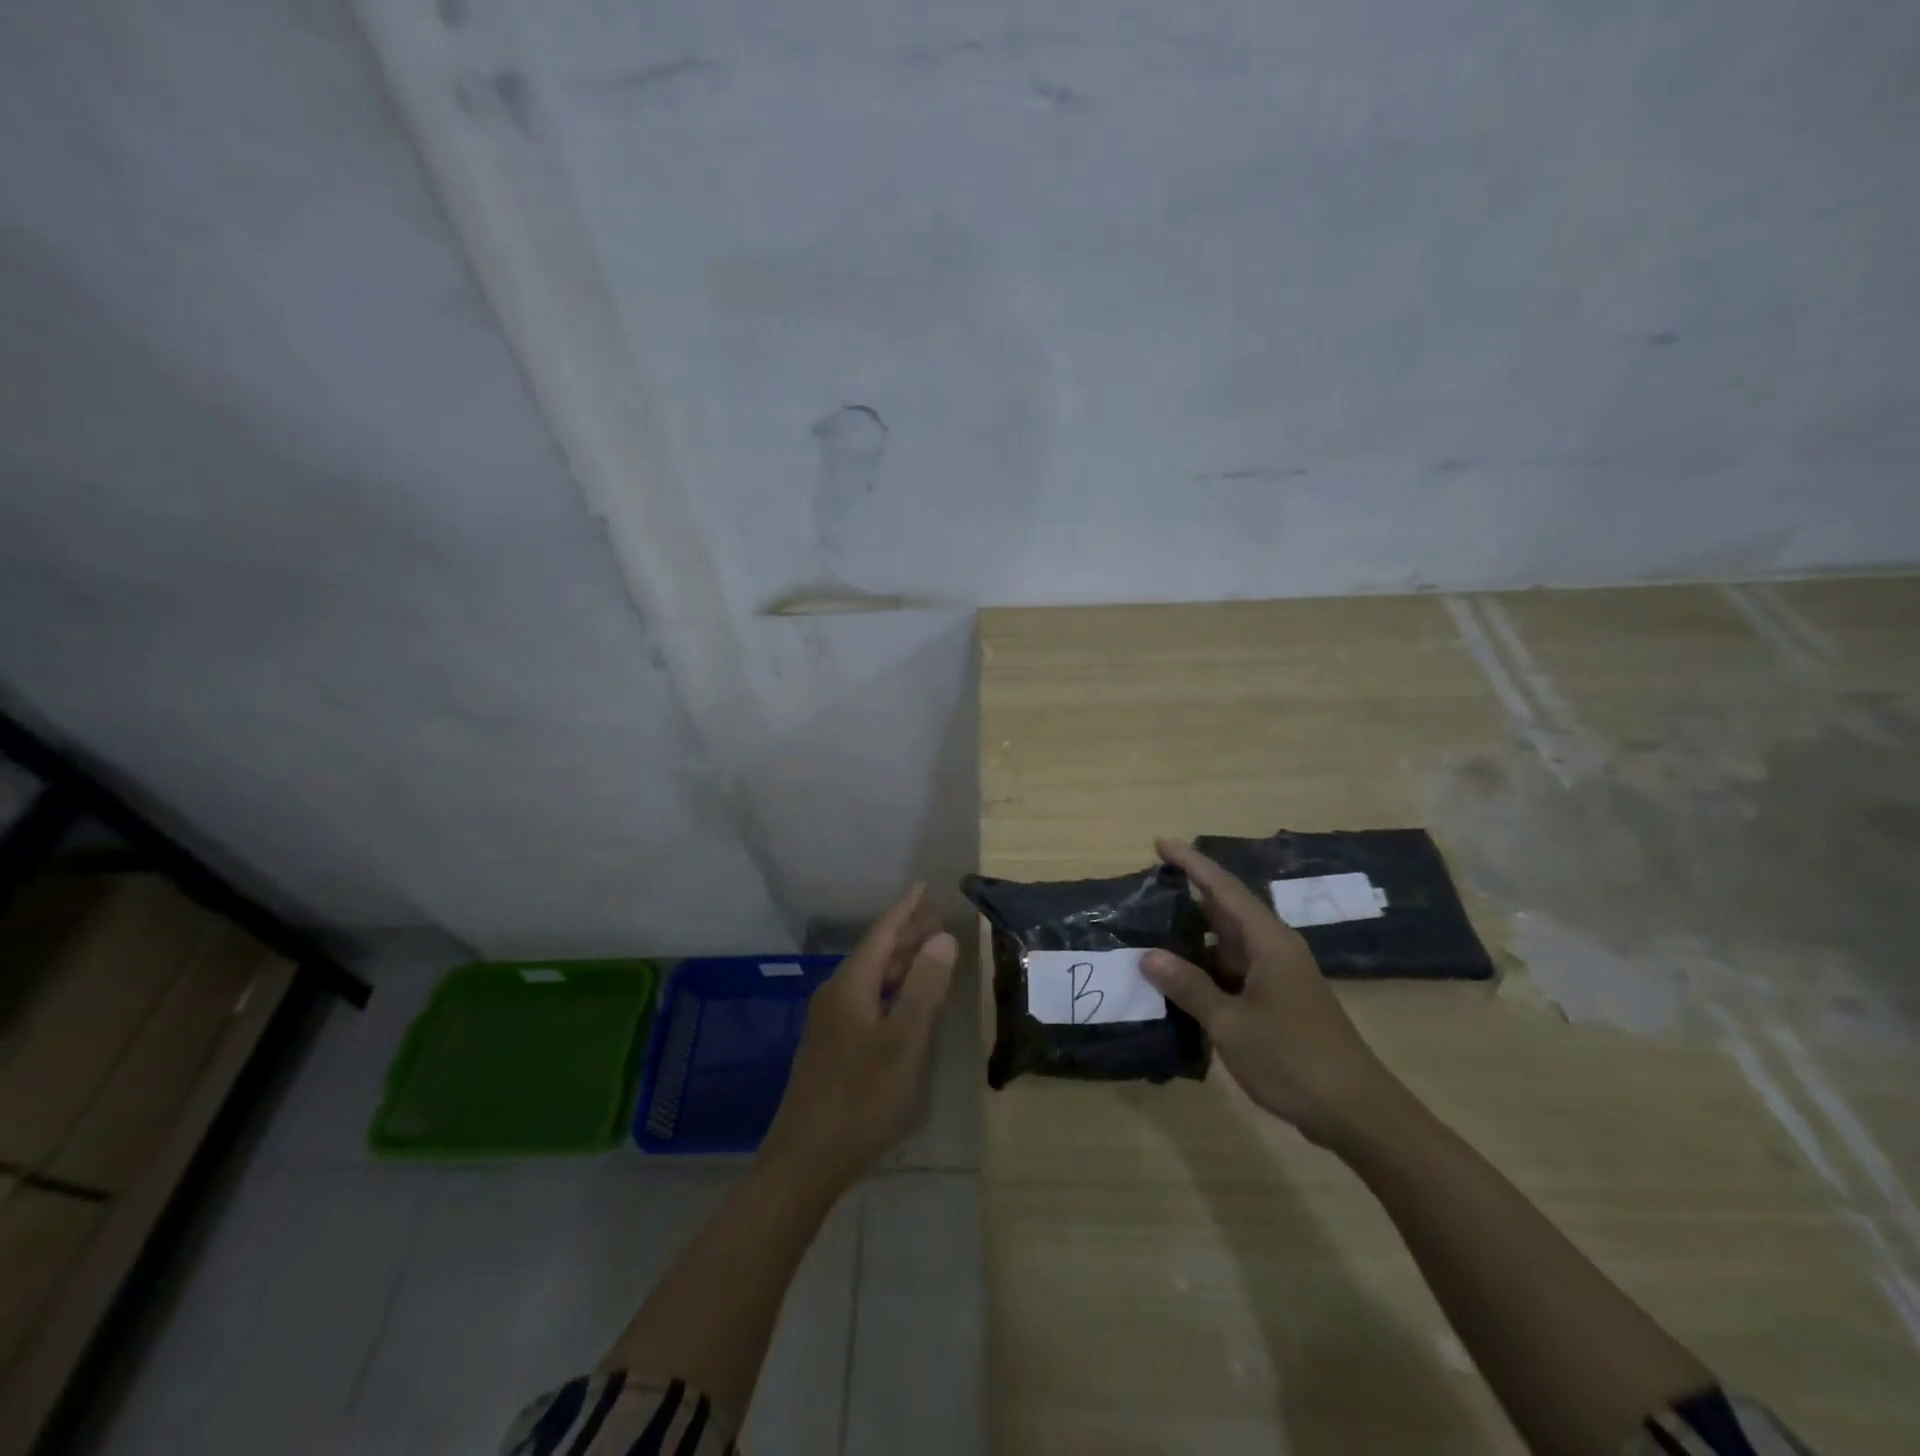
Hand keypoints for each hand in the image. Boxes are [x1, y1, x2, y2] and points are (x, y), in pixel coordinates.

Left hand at [763, 885, 956, 1186]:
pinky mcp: (833, 1049)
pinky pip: (868, 1002)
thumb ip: (924, 987)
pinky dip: (893, 992)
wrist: (806, 1159)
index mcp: (851, 986)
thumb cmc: (861, 1096)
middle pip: (876, 955)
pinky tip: (908, 1005)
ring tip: (931, 955)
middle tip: (938, 920)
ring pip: (872, 980)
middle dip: (906, 935)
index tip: (923, 887)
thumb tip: (942, 938)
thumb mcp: (903, 1040)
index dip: (905, 910)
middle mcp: (837, 996)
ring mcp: (831, 1024)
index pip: (882, 935)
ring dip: (901, 965)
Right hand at [1141, 838, 1396, 1147]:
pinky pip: (1233, 974)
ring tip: (1149, 936)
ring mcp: (1278, 978)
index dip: (1191, 863)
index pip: (1223, 889)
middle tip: (1145, 893)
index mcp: (1268, 942)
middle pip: (1225, 912)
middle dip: (1187, 900)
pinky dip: (1205, 972)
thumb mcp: (1231, 1023)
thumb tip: (1149, 955)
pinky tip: (1179, 983)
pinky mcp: (1278, 1003)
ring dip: (1193, 941)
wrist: (1356, 1113)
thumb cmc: (1293, 1058)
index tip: (1160, 844)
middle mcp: (1274, 950)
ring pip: (1227, 946)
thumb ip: (1189, 986)